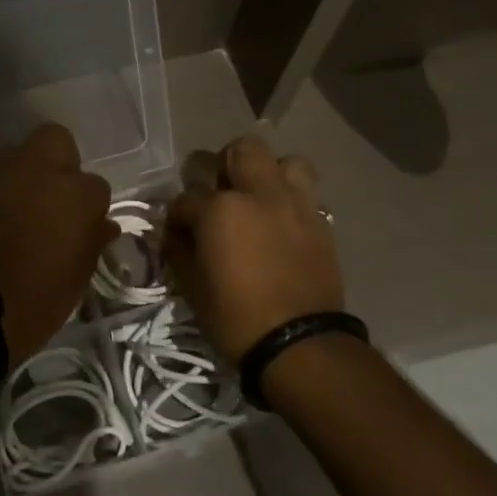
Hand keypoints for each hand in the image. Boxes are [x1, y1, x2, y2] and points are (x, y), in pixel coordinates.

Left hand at [0, 124, 116, 366]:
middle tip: (51, 193)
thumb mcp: (75, 279)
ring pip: (16, 156)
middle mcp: (38, 170)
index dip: (88, 206)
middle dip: (58, 160)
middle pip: (56, 140)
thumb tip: (103, 224)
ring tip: (12, 207)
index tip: (80, 224)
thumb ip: (92, 242)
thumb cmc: (34, 301)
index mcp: (75, 195)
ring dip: (19, 176)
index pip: (96, 185)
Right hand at [164, 135, 343, 365]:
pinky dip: (291, 198)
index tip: (179, 233)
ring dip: (268, 173)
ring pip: (285, 160)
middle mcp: (259, 194)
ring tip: (259, 199)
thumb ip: (179, 248)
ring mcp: (295, 204)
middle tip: (219, 193)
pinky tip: (281, 222)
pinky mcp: (321, 221)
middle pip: (240, 150)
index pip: (187, 196)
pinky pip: (306, 192)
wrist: (301, 345)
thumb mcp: (192, 287)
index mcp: (220, 209)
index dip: (178, 216)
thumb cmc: (236, 319)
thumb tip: (175, 232)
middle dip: (223, 165)